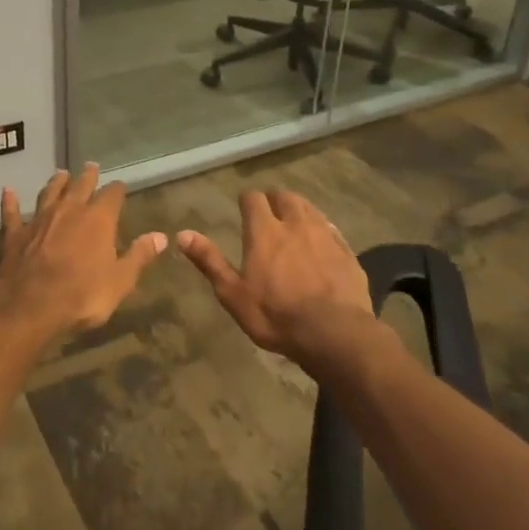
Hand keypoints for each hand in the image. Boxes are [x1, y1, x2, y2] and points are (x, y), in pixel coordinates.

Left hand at [0, 166, 166, 337]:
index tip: (120, 186)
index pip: (112, 195)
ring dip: (55, 183)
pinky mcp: (15, 233)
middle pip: (80, 186)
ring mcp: (39, 219)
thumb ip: (139, 256)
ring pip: (49, 193)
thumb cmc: (83, 295)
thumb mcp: (120, 280)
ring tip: (60, 173)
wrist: (31, 304)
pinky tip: (7, 191)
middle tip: (91, 166)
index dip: (117, 190)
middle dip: (87, 176)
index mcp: (98, 219)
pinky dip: (10, 201)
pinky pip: (12, 212)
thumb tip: (161, 237)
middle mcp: (69, 210)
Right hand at [177, 189, 374, 368]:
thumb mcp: (233, 293)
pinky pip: (332, 229)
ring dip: (299, 210)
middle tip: (269, 213)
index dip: (247, 200)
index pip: (253, 198)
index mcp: (264, 231)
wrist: (334, 333)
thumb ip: (209, 261)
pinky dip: (322, 229)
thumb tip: (182, 234)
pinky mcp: (346, 251)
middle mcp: (295, 224)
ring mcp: (324, 235)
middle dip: (275, 200)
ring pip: (310, 209)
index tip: (243, 208)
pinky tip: (321, 242)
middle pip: (285, 197)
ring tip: (293, 222)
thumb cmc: (275, 315)